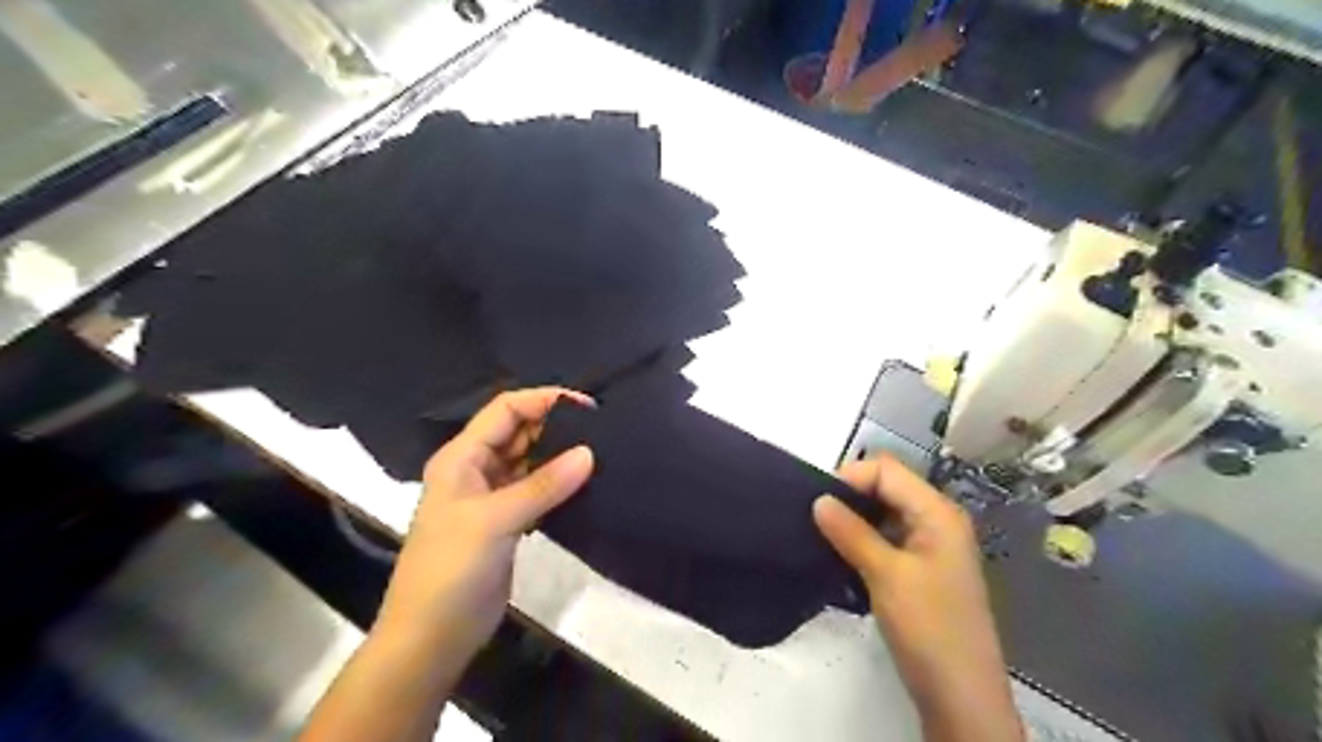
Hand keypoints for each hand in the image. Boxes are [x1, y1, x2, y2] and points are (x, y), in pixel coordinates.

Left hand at [377, 387, 593, 658]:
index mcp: (462, 458)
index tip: (587, 407)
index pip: (506, 410)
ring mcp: (491, 498)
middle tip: (601, 431)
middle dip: (556, 427)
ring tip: (601, 452)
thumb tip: (589, 452)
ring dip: (559, 456)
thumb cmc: (451, 570)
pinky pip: (536, 490)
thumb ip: (543, 485)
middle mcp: (476, 470)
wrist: (431, 639)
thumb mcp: (495, 520)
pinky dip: (558, 485)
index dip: (544, 400)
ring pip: (530, 462)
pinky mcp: (506, 523)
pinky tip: (586, 485)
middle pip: (519, 432)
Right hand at [819, 455, 1021, 739]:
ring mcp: (930, 546)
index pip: (887, 470)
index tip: (816, 501)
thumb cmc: (929, 628)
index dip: (851, 477)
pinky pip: (887, 538)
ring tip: (821, 534)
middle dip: (850, 496)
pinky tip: (840, 554)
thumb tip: (818, 500)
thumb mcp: (886, 575)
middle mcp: (937, 521)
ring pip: (884, 514)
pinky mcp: (920, 569)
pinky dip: (863, 539)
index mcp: (937, 513)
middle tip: (814, 517)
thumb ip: (851, 533)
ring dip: (854, 519)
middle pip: (887, 488)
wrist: (961, 696)